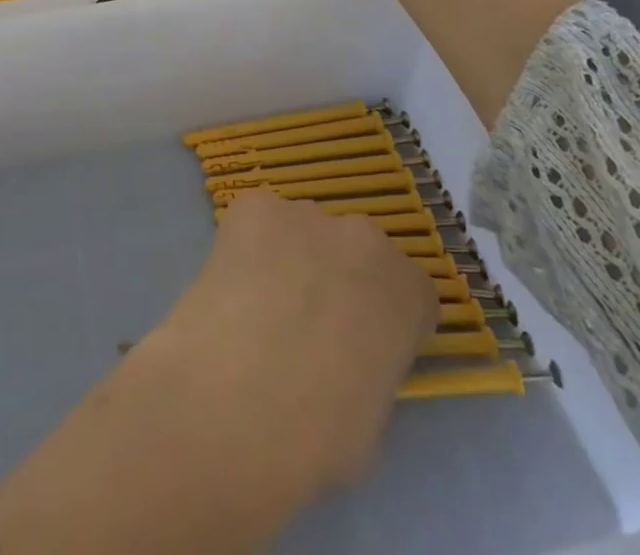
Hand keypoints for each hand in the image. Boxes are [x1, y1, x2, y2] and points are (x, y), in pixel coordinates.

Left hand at [151, 189, 438, 495]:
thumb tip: (344, 361)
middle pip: (353, 249)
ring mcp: (306, 214)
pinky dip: (244, 244)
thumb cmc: (321, 434)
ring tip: (257, 304)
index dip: (380, 316)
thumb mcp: (373, 417)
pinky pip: (255, 219)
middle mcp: (364, 238)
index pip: (408, 291)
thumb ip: (371, 368)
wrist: (241, 399)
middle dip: (334, 275)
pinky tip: (230, 283)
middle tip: (302, 320)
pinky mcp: (254, 205)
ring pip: (301, 230)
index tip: (358, 343)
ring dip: (287, 256)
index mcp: (409, 292)